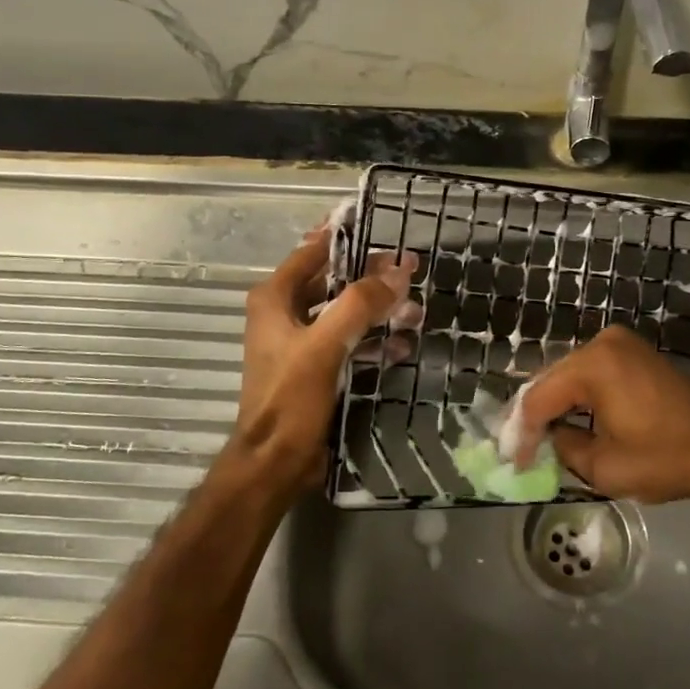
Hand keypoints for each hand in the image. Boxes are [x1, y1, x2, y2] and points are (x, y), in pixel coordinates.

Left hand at [217, 229, 418, 504]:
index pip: (313, 252)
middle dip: (371, 278)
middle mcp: (284, 314)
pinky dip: (372, 341)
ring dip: (377, 312)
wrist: (275, 462)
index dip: (344, 237)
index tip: (378, 226)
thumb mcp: (325, 345)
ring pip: (344, 313)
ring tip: (415, 311)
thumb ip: (360, 304)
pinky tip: (401, 346)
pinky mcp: (314, 368)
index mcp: (275, 299)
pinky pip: (347, 342)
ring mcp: (299, 342)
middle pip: (333, 282)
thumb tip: (397, 272)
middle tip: (410, 271)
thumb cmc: (291, 398)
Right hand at [515, 326, 689, 514]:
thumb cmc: (668, 458)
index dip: (521, 432)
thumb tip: (549, 438)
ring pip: (569, 376)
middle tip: (518, 449)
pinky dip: (577, 397)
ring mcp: (621, 344)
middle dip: (533, 416)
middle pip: (551, 380)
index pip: (539, 398)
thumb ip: (563, 447)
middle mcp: (602, 343)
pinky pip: (591, 373)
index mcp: (593, 364)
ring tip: (536, 438)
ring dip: (554, 405)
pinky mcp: (634, 354)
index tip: (512, 462)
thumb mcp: (605, 467)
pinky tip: (567, 420)